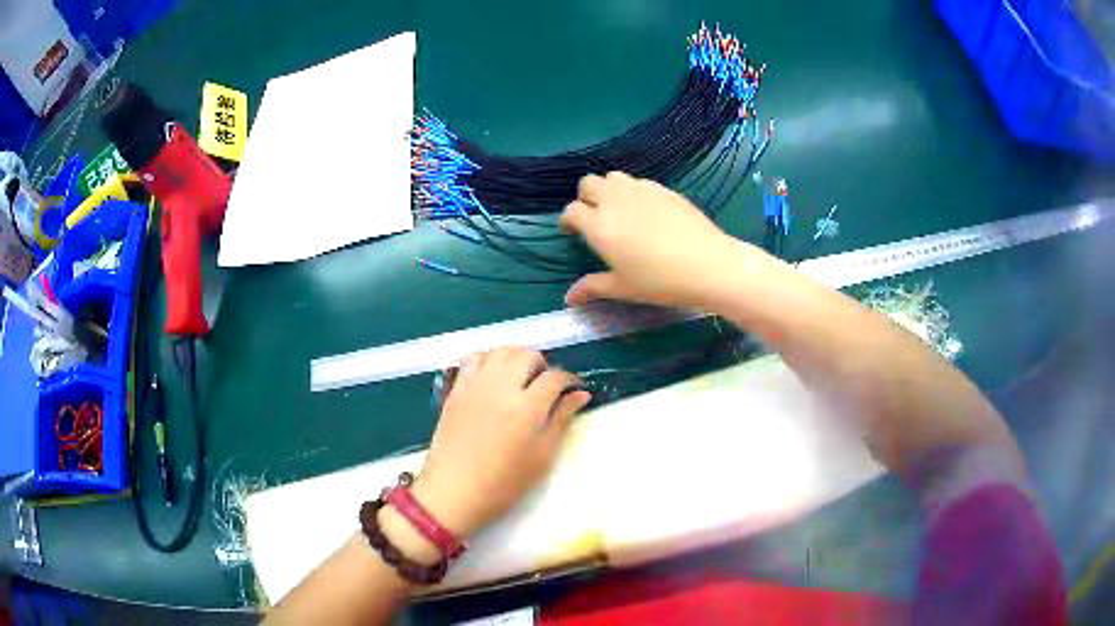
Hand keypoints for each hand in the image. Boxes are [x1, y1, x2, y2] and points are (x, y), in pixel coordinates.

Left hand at [411, 347, 589, 538]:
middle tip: (545, 386)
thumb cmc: (504, 483)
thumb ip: (561, 420)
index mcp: (527, 407)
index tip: (574, 390)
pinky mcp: (456, 389)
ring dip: (516, 359)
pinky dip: (489, 360)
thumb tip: (580, 394)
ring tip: (520, 379)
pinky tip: (494, 377)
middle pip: (527, 355)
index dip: (570, 380)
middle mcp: (501, 387)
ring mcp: (475, 385)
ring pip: (501, 351)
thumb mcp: (542, 456)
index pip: (555, 377)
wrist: (454, 492)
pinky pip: (473, 359)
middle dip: (543, 366)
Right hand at [560, 172, 760, 308]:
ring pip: (614, 177)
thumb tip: (569, 298)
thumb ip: (593, 287)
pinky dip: (634, 192)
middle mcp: (615, 201)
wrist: (707, 265)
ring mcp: (640, 190)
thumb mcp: (624, 288)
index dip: (568, 220)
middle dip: (586, 197)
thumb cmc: (660, 281)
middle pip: (588, 183)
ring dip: (609, 189)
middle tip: (595, 217)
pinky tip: (647, 211)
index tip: (572, 231)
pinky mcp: (663, 188)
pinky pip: (639, 182)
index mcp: (599, 226)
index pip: (571, 211)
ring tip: (620, 210)